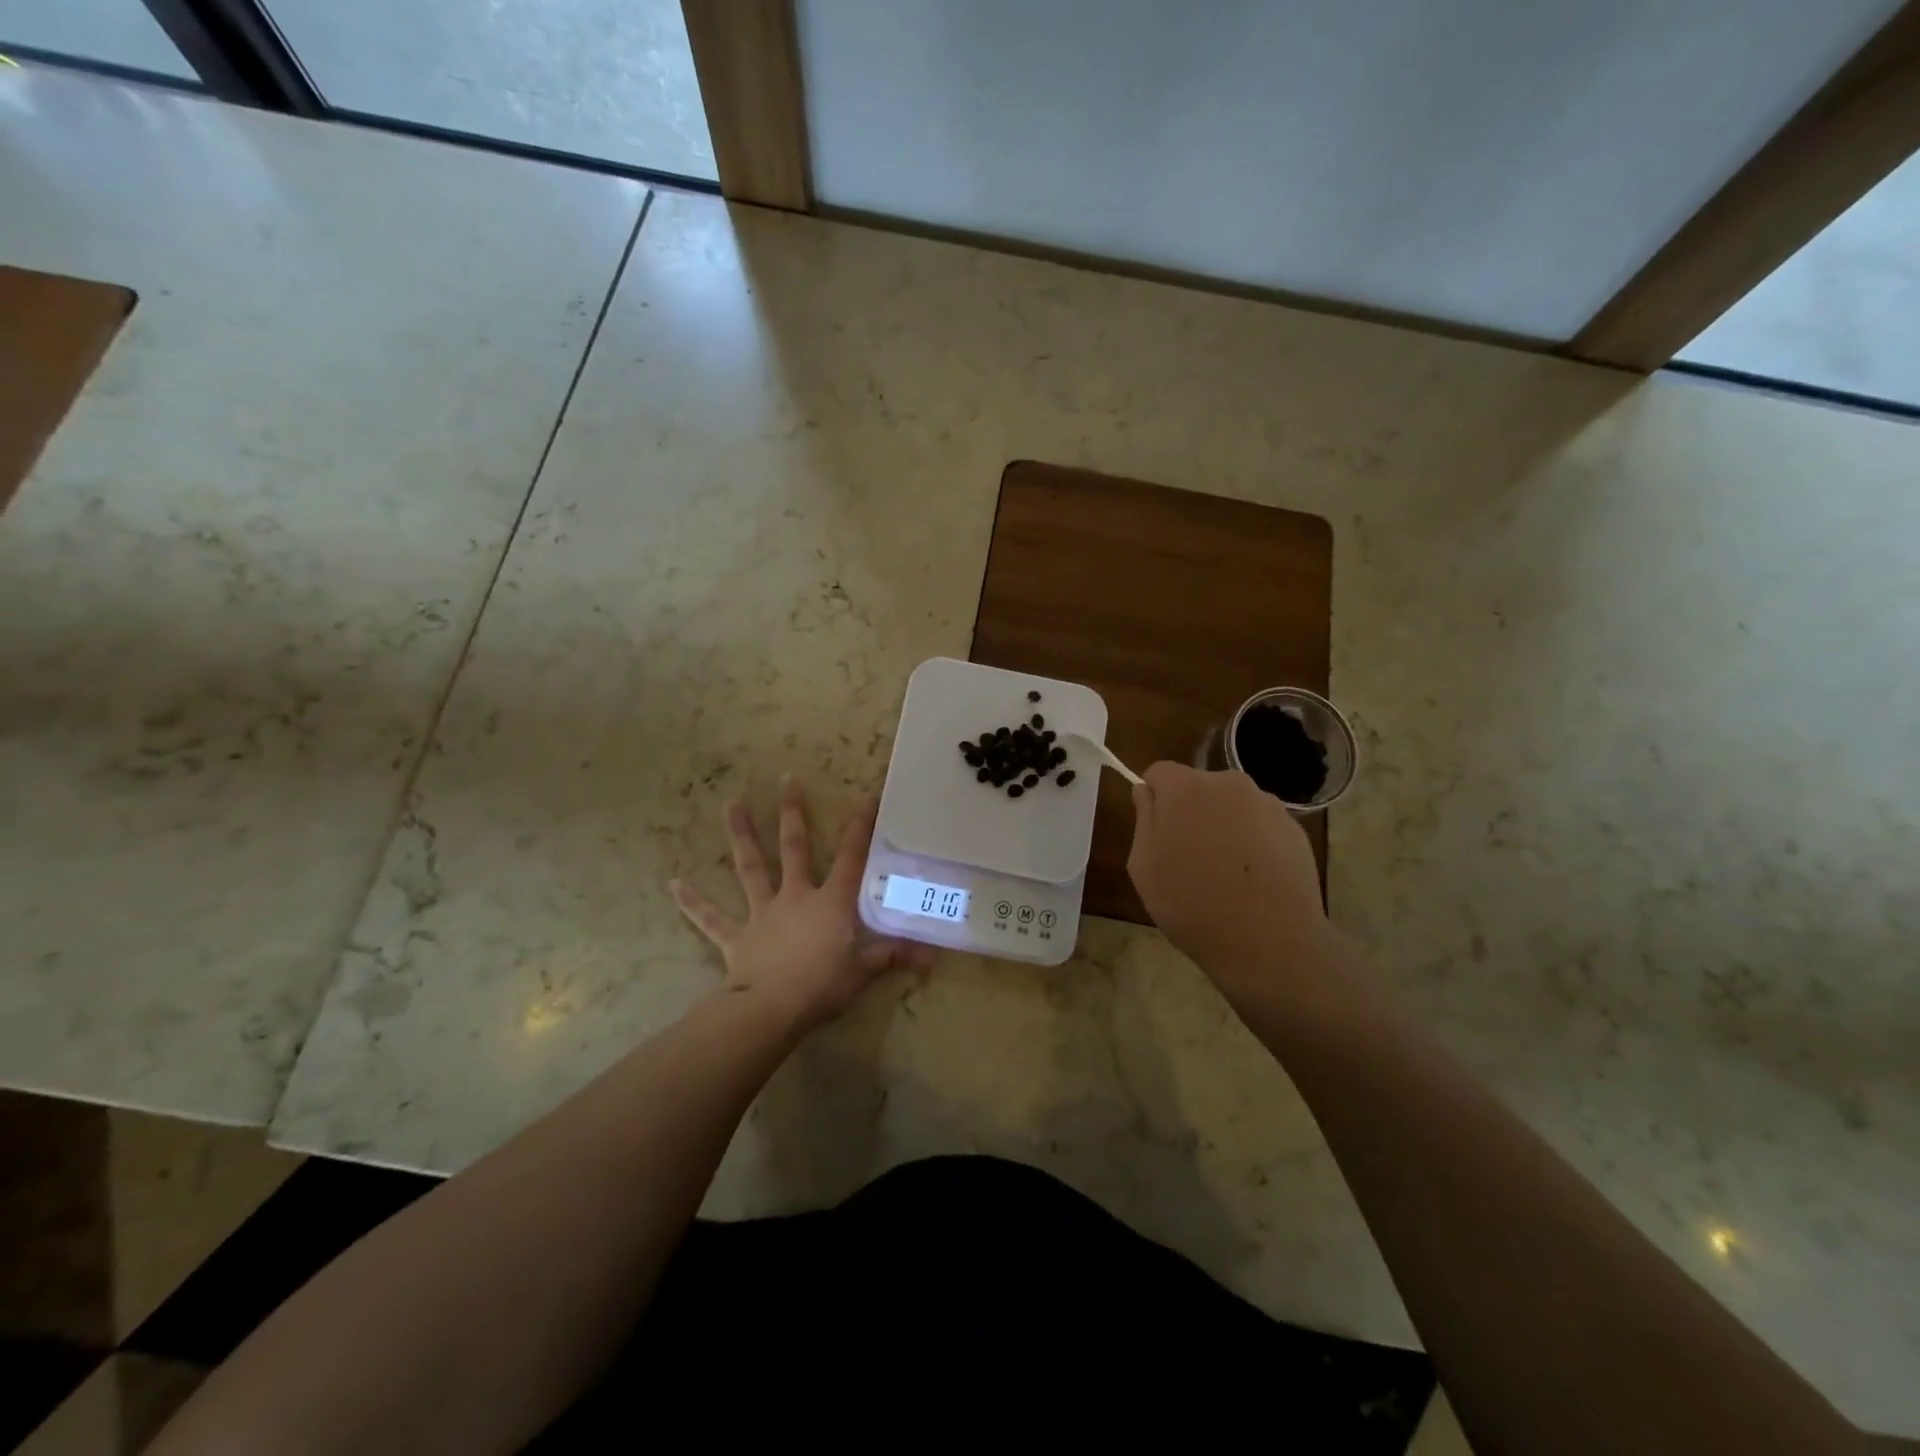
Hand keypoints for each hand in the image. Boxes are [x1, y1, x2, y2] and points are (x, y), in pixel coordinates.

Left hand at [669, 779, 929, 1032]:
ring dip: (741, 835)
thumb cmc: (821, 986)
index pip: (851, 857)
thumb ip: (894, 956)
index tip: (867, 797)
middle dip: (792, 812)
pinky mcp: (736, 936)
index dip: (861, 827)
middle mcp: (794, 896)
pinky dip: (693, 902)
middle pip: (793, 847)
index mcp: (829, 902)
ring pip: (750, 867)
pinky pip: (712, 918)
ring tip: (730, 804)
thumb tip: (933, 957)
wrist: (769, 1011)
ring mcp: (762, 913)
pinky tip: (673, 884)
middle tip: (785, 779)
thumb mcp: (864, 971)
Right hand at [1127, 763, 1335, 996]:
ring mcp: (1267, 804)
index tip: (1156, 832)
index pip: (1159, 772)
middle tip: (1187, 857)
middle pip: (1199, 786)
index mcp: (1185, 788)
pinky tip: (1253, 880)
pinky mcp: (1295, 829)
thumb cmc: (1191, 903)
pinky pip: (1261, 826)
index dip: (1154, 799)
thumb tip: (1147, 792)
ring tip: (1225, 873)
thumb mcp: (1143, 866)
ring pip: (1232, 805)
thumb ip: (1143, 819)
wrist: (1269, 941)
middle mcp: (1228, 784)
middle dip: (1190, 810)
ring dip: (1223, 825)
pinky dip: (1253, 842)